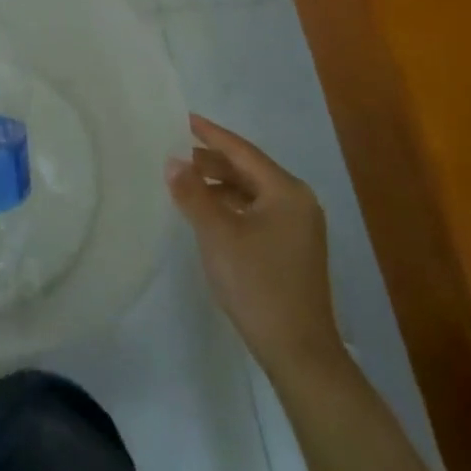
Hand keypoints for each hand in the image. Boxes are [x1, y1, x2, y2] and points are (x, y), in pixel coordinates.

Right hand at [168, 114, 343, 371]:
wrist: (298, 352)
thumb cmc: (258, 284)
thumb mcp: (217, 234)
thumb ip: (193, 193)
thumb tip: (172, 161)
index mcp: (286, 191)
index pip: (243, 151)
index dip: (212, 134)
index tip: (186, 118)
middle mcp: (298, 202)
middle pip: (249, 170)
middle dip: (213, 160)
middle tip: (177, 152)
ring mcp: (298, 228)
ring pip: (252, 193)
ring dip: (220, 185)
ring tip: (186, 181)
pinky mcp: (292, 249)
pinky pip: (256, 212)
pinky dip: (231, 206)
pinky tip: (208, 213)